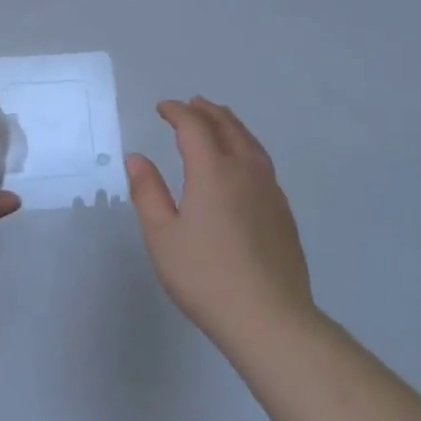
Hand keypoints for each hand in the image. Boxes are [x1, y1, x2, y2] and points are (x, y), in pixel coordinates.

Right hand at [126, 98, 315, 347]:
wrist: (269, 317)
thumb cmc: (205, 276)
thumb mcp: (162, 236)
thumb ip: (148, 192)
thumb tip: (137, 157)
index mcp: (213, 172)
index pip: (194, 127)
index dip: (177, 112)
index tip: (162, 108)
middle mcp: (245, 172)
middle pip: (228, 127)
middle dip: (207, 112)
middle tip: (192, 103)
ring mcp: (270, 192)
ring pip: (251, 143)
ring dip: (232, 125)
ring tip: (220, 119)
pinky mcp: (283, 213)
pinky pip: (263, 163)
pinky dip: (247, 147)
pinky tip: (243, 163)